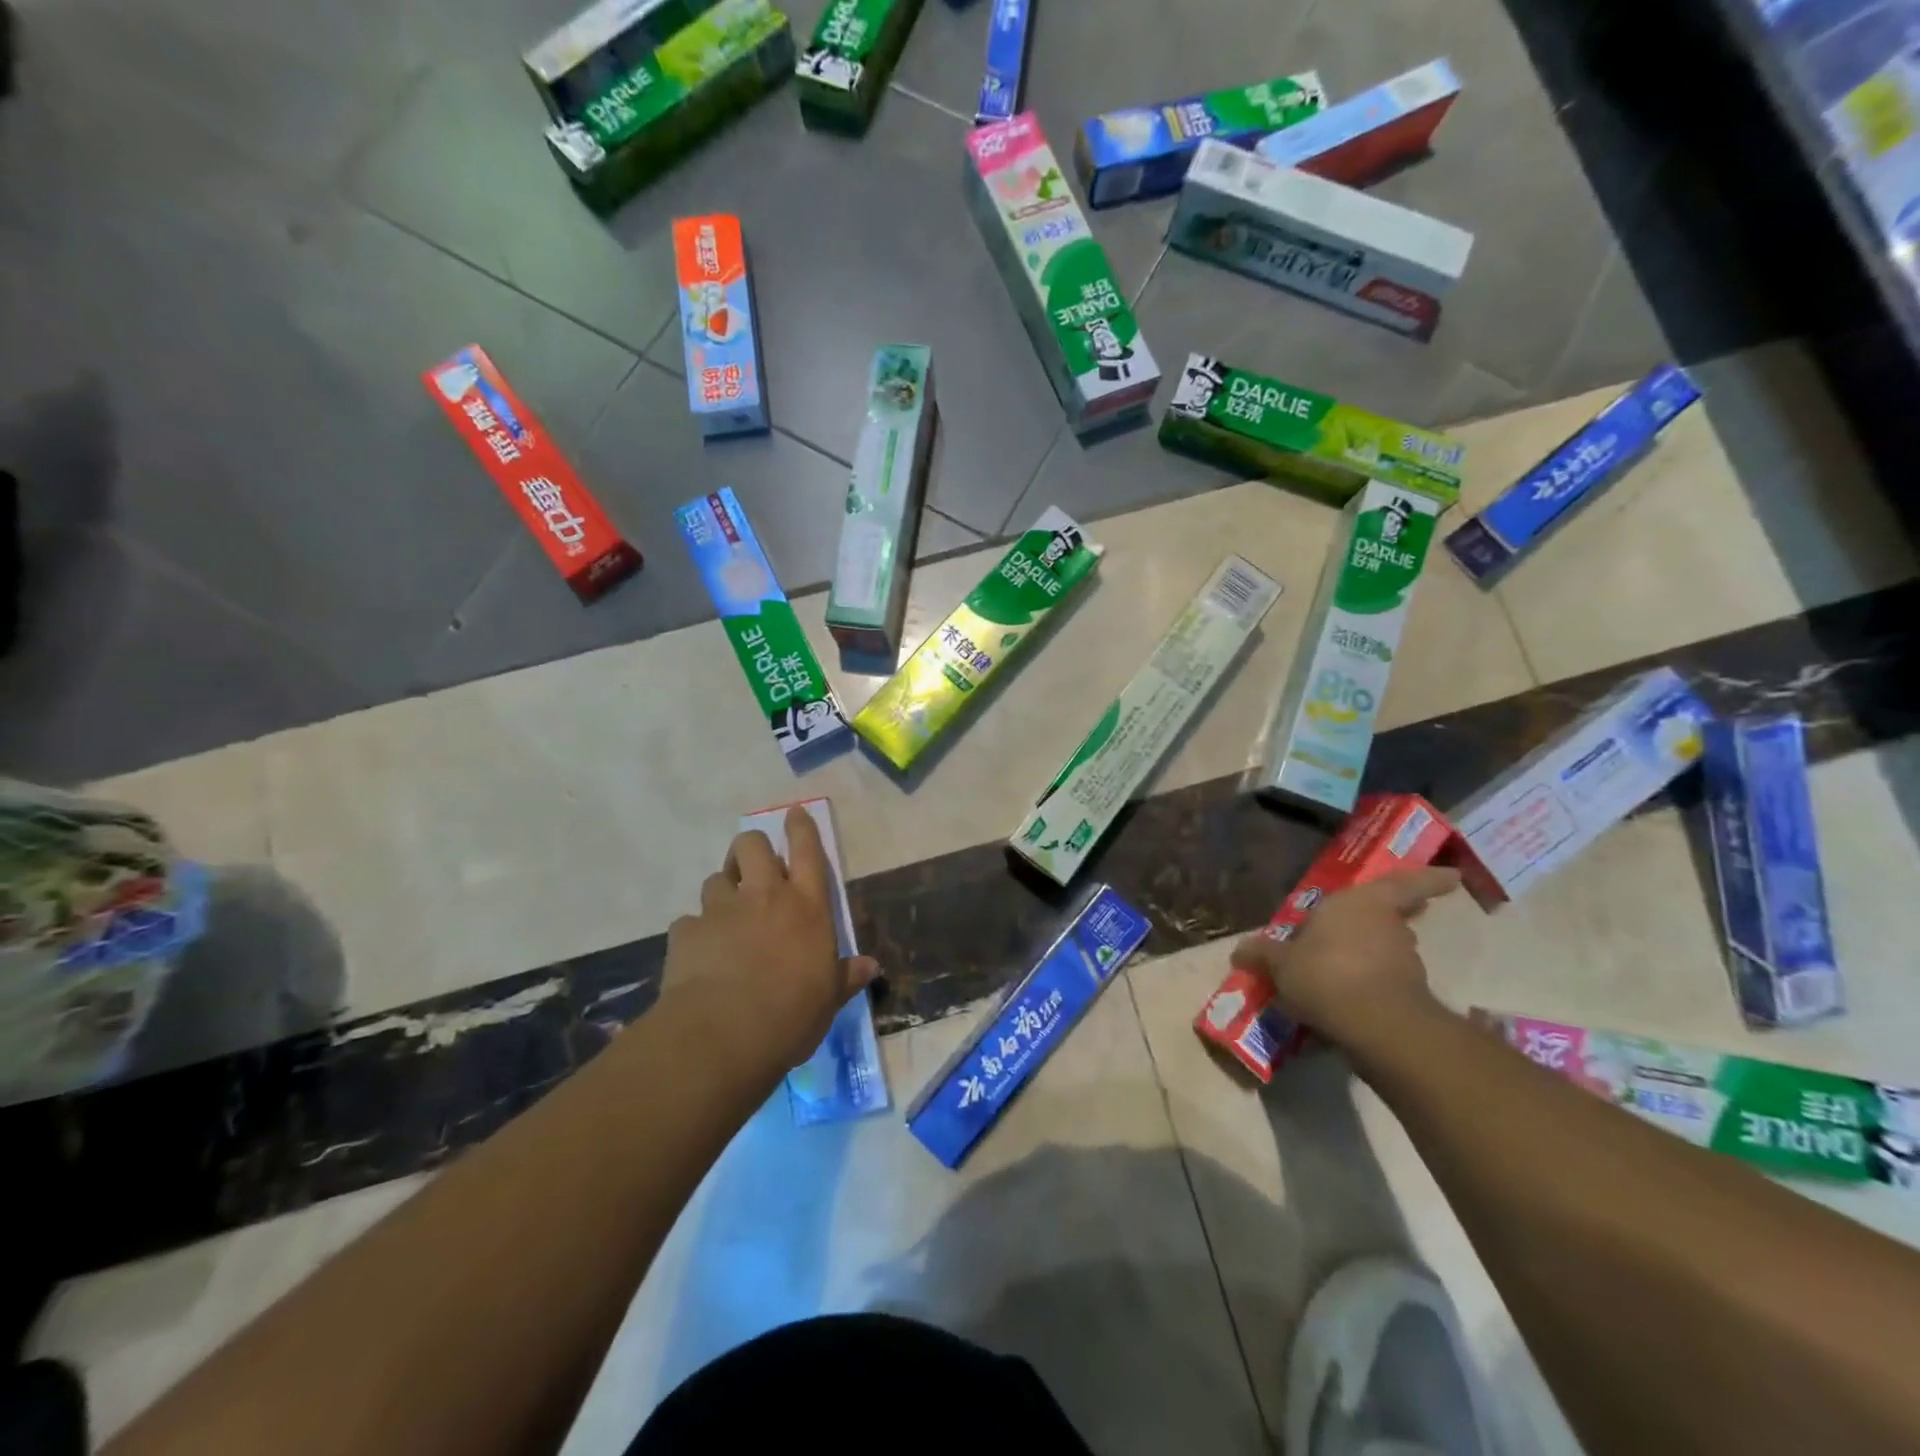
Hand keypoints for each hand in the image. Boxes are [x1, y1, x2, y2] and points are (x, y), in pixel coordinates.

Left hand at [664, 806, 880, 1070]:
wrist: (724, 1035)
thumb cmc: (791, 1014)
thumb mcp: (829, 998)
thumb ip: (846, 976)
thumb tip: (871, 966)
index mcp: (807, 907)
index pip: (808, 851)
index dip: (801, 827)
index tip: (794, 813)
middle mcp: (764, 896)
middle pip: (752, 845)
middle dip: (751, 849)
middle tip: (753, 869)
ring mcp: (722, 910)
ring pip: (716, 878)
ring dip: (723, 890)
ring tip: (726, 915)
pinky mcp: (687, 931)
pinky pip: (690, 921)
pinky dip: (696, 932)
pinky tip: (700, 955)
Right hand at [1228, 867, 1459, 1052]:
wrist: (1376, 1026)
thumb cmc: (1324, 973)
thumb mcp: (1280, 963)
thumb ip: (1263, 954)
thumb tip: (1240, 950)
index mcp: (1359, 903)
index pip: (1403, 883)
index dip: (1429, 879)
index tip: (1454, 875)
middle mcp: (1388, 926)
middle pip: (1392, 919)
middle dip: (1380, 925)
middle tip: (1354, 932)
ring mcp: (1405, 962)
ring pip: (1389, 952)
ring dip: (1372, 958)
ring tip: (1341, 972)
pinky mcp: (1411, 996)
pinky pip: (1386, 983)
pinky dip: (1372, 986)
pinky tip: (1347, 999)